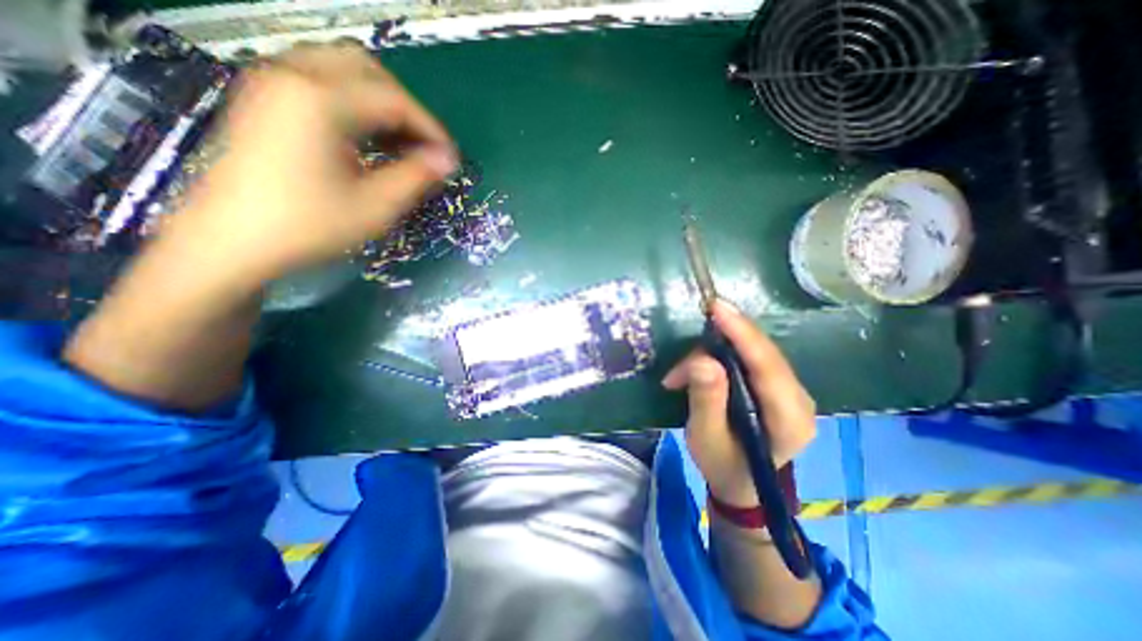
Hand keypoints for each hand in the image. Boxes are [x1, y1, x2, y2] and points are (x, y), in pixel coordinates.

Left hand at [168, 43, 454, 286]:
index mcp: (320, 100)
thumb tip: (448, 160)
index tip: (451, 159)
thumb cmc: (308, 226)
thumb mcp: (375, 206)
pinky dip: (353, 104)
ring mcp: (272, 83)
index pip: (394, 101)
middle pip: (367, 70)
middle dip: (406, 108)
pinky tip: (367, 139)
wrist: (230, 242)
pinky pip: (320, 83)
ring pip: (341, 71)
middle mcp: (293, 75)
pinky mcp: (264, 99)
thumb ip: (416, 176)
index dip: (431, 130)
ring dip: (380, 103)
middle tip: (424, 146)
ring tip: (401, 144)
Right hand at [666, 303, 816, 507]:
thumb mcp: (706, 437)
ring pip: (753, 352)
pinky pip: (750, 357)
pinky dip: (719, 356)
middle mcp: (799, 399)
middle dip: (718, 345)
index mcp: (789, 419)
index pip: (767, 365)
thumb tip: (703, 360)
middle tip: (681, 361)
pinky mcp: (777, 385)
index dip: (742, 333)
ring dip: (712, 354)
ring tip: (679, 377)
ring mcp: (791, 390)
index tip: (716, 308)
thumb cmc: (722, 464)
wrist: (740, 482)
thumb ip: (707, 400)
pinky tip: (697, 369)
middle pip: (761, 353)